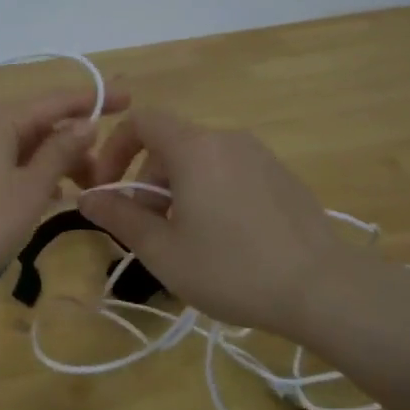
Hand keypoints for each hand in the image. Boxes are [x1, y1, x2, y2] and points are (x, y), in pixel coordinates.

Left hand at [0, 83, 128, 291]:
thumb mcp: (29, 189)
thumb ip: (60, 154)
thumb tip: (86, 124)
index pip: (57, 100)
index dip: (95, 99)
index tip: (130, 98)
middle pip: (37, 124)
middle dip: (74, 142)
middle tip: (104, 171)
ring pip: (18, 146)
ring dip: (51, 162)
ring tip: (79, 188)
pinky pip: (0, 162)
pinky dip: (25, 174)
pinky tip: (40, 196)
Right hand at [77, 109, 409, 358]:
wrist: (322, 288)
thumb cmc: (231, 269)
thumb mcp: (163, 251)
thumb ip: (120, 218)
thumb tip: (86, 197)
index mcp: (195, 149)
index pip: (142, 121)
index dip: (116, 149)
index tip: (110, 189)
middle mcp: (227, 140)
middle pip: (171, 145)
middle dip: (147, 182)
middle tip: (148, 230)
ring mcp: (260, 156)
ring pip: (201, 161)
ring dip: (178, 191)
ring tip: (185, 241)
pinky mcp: (281, 176)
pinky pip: (230, 173)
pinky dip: (210, 193)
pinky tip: (224, 240)